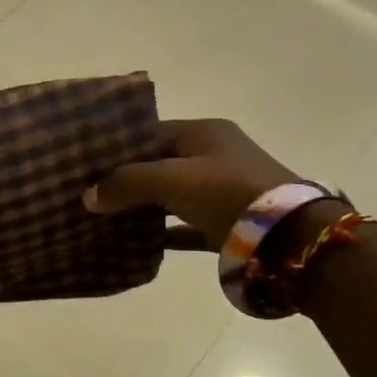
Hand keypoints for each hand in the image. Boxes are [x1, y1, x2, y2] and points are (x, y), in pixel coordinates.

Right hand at [82, 118, 299, 247]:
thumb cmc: (227, 192)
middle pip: (159, 164)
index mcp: (204, 133)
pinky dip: (164, 233)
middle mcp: (214, 157)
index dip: (118, 148)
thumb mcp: (172, 180)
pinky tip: (136, 243)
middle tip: (90, 193)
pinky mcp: (227, 224)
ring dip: (143, 206)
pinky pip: (186, 226)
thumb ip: (127, 183)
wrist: (289, 237)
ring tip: (104, 217)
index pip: (151, 133)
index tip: (87, 164)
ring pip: (171, 196)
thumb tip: (88, 196)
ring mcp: (222, 192)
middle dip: (126, 179)